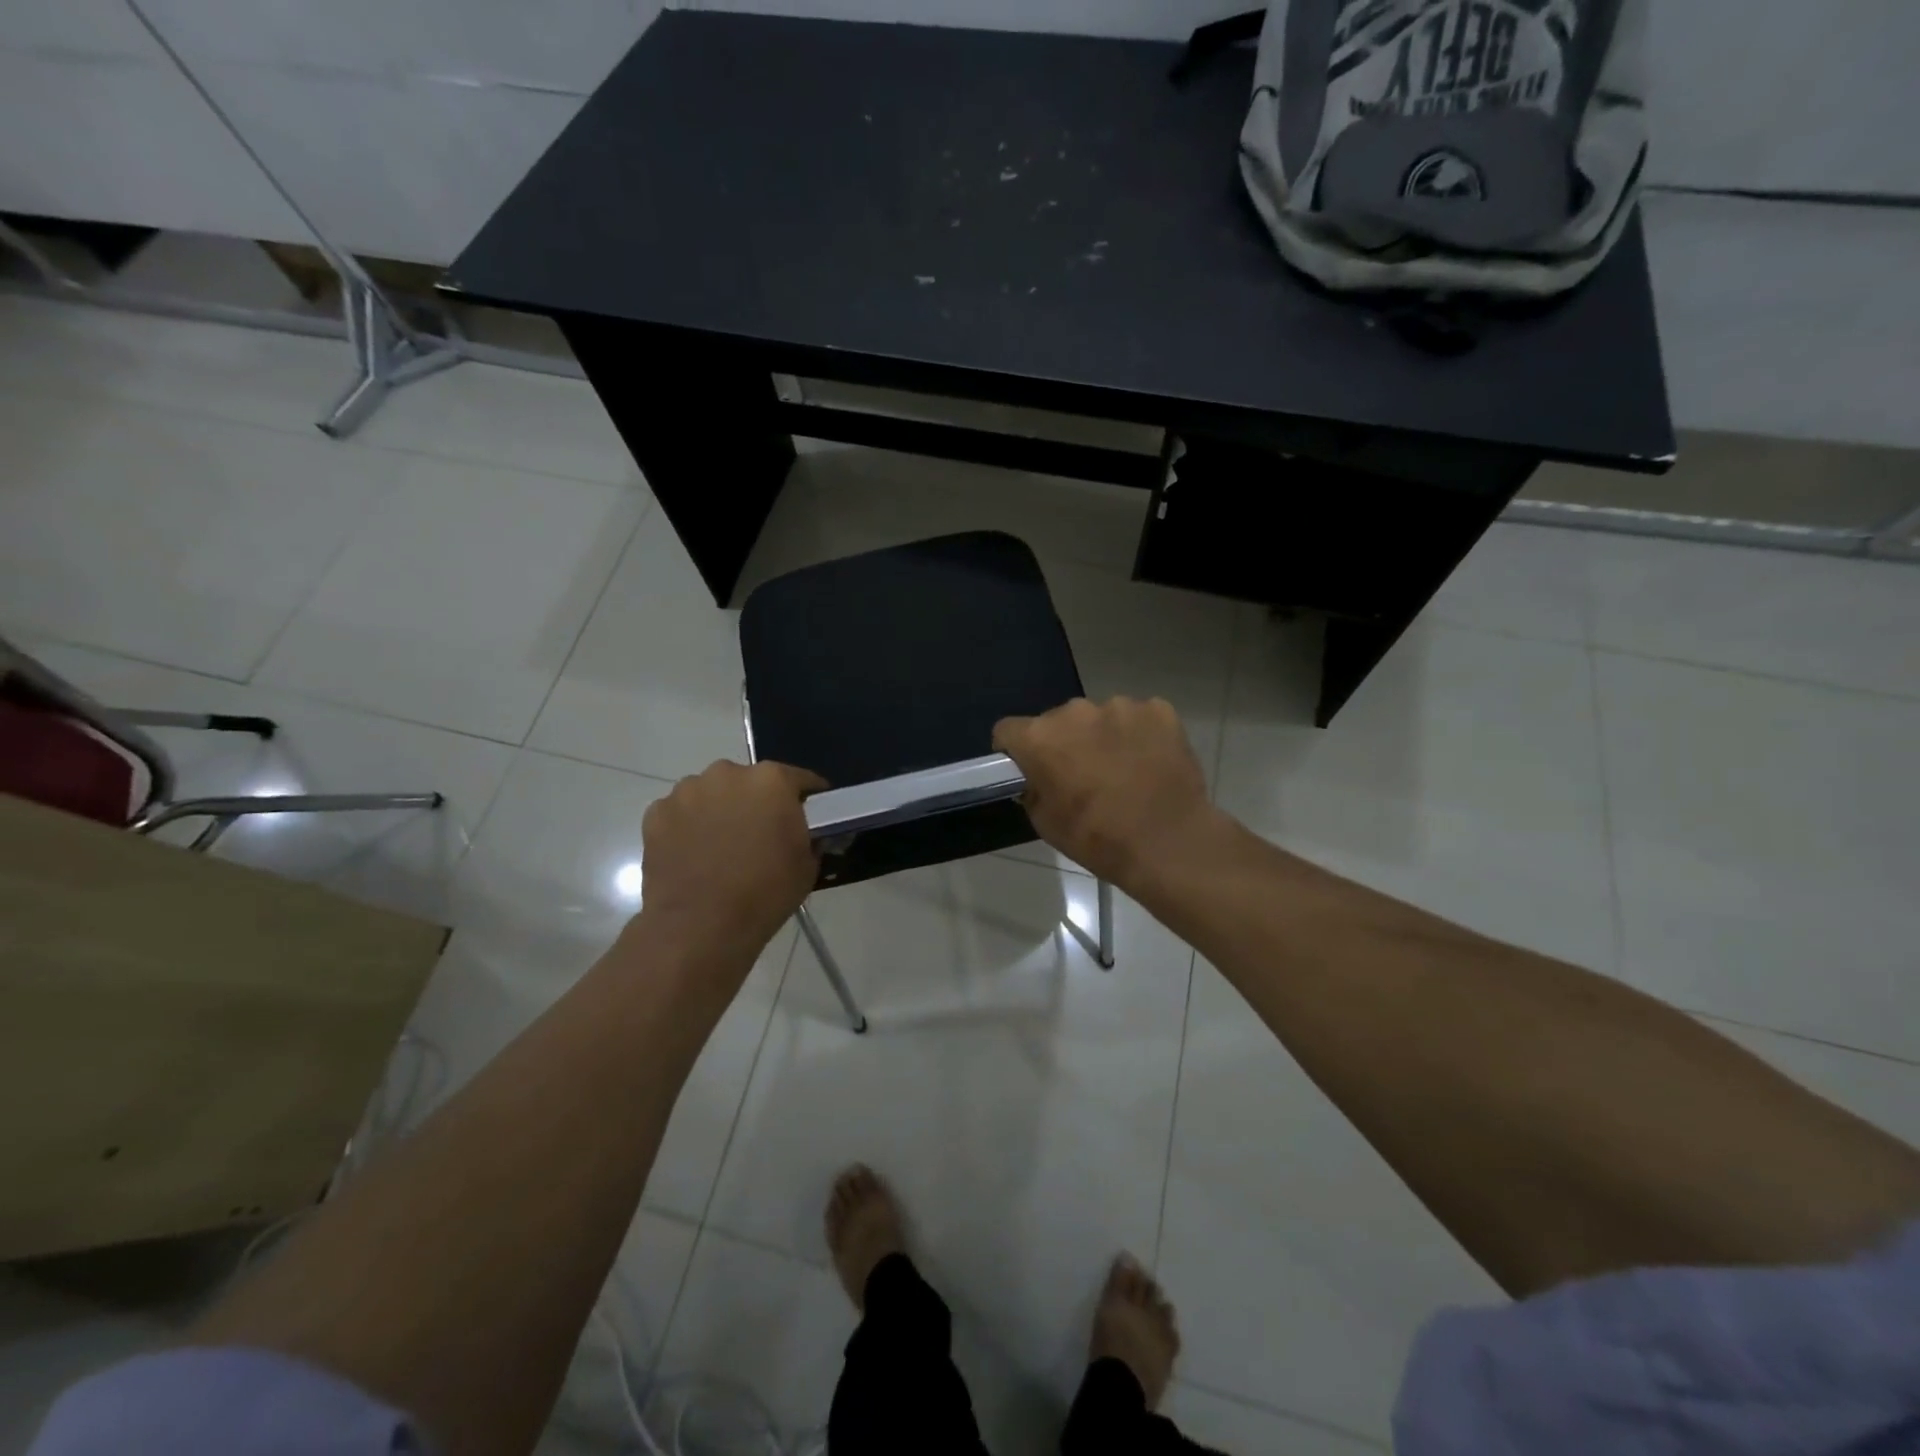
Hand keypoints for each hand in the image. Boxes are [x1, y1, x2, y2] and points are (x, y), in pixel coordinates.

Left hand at [632, 760, 824, 983]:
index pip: (800, 779)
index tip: (810, 815)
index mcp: (771, 780)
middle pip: (750, 782)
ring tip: (721, 847)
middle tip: (760, 834)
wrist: (700, 926)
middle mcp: (727, 773)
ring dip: (719, 810)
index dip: (808, 798)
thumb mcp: (808, 865)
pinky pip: (680, 813)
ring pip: (711, 794)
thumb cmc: (764, 893)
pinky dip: (687, 826)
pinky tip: (692, 856)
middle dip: (757, 802)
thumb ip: (809, 837)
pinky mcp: (656, 813)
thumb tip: (803, 832)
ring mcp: (687, 791)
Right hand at [993, 697, 1223, 892]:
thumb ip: (1033, 790)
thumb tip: (1037, 779)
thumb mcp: (1046, 824)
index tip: (1029, 770)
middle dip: (1064, 742)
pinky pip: (1139, 718)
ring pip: (1100, 717)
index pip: (1009, 730)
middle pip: (1058, 721)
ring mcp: (1120, 706)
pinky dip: (1140, 736)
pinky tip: (1150, 764)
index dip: (1015, 751)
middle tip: (1082, 775)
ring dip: (1103, 737)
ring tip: (1123, 771)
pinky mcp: (1159, 710)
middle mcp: (1075, 711)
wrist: (1169, 844)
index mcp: (1040, 737)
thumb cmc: (1098, 839)